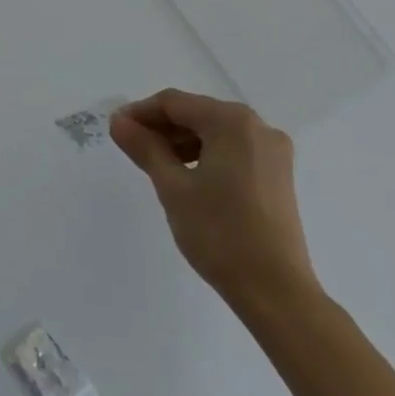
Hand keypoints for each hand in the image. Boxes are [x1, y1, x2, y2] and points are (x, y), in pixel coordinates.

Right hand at [111, 89, 321, 319]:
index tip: (116, 129)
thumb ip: (144, 147)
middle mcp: (258, 126)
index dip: (141, 112)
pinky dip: (206, 155)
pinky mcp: (278, 175)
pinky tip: (188, 176)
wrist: (275, 292)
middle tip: (132, 147)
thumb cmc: (219, 233)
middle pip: (197, 114)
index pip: (175, 103)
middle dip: (162, 127)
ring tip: (156, 164)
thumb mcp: (172, 187)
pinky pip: (233, 150)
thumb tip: (118, 121)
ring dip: (182, 142)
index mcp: (232, 122)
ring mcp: (273, 151)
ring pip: (215, 132)